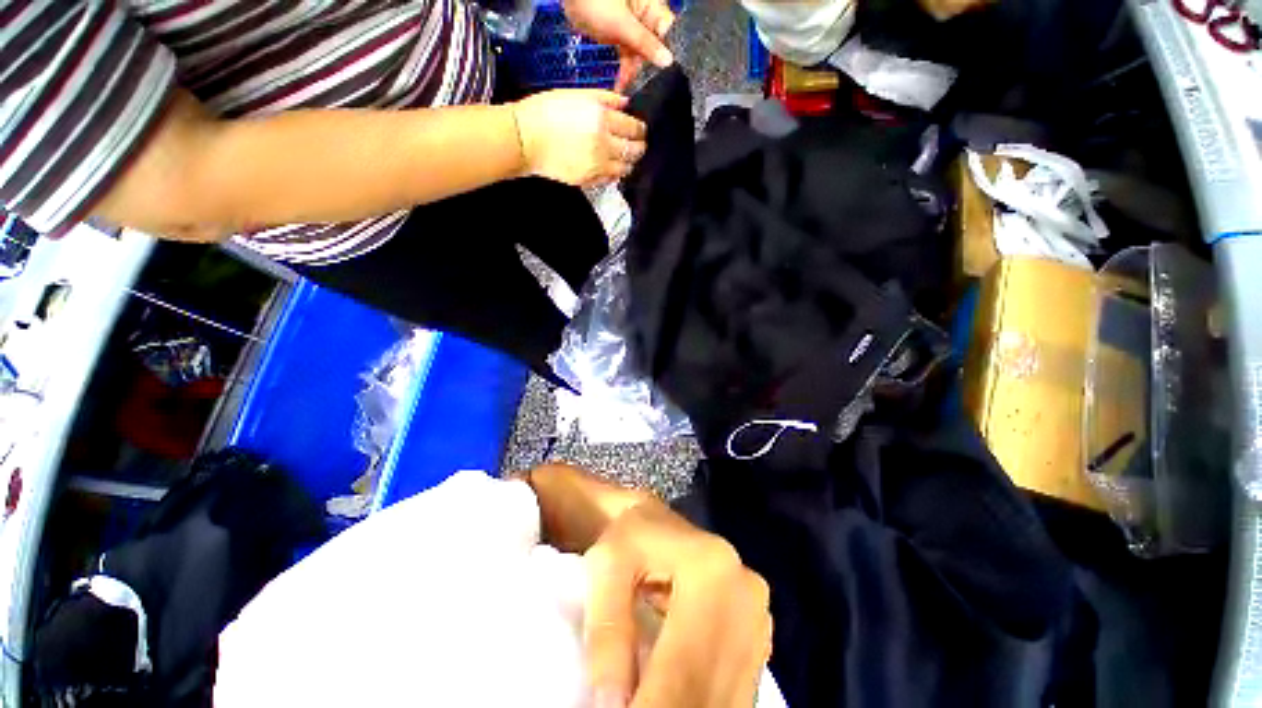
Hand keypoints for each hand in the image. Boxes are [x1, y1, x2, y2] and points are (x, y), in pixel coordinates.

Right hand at [511, 89, 646, 187]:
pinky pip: (611, 179)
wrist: (526, 139)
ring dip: (628, 162)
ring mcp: (598, 165)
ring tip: (624, 157)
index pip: (634, 128)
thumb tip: (627, 104)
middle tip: (638, 144)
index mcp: (602, 119)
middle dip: (639, 147)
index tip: (640, 129)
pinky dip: (615, 173)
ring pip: (625, 168)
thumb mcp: (577, 94)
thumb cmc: (547, 111)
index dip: (641, 129)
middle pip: (634, 151)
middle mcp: (604, 144)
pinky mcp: (590, 180)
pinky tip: (611, 166)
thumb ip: (605, 98)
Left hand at [563, 0, 675, 89]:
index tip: (665, 78)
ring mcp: (632, 27)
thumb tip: (667, 60)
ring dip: (635, 74)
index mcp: (653, 7)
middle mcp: (645, 17)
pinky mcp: (620, 35)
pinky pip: (627, 56)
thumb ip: (645, 43)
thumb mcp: (623, 24)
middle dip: (650, 70)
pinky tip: (622, 85)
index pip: (669, 34)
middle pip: (655, 48)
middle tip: (645, 90)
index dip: (668, 56)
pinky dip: (625, 70)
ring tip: (630, 91)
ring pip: (640, 56)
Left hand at [584, 498, 772, 707]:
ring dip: (691, 707)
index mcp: (712, 570)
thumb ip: (607, 630)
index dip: (652, 705)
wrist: (657, 522)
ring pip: (726, 697)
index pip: (684, 666)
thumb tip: (612, 706)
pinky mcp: (757, 637)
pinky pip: (734, 692)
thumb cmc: (630, 538)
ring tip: (650, 701)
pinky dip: (704, 702)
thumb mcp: (606, 565)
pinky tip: (678, 697)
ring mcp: (758, 619)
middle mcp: (747, 597)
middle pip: (710, 688)